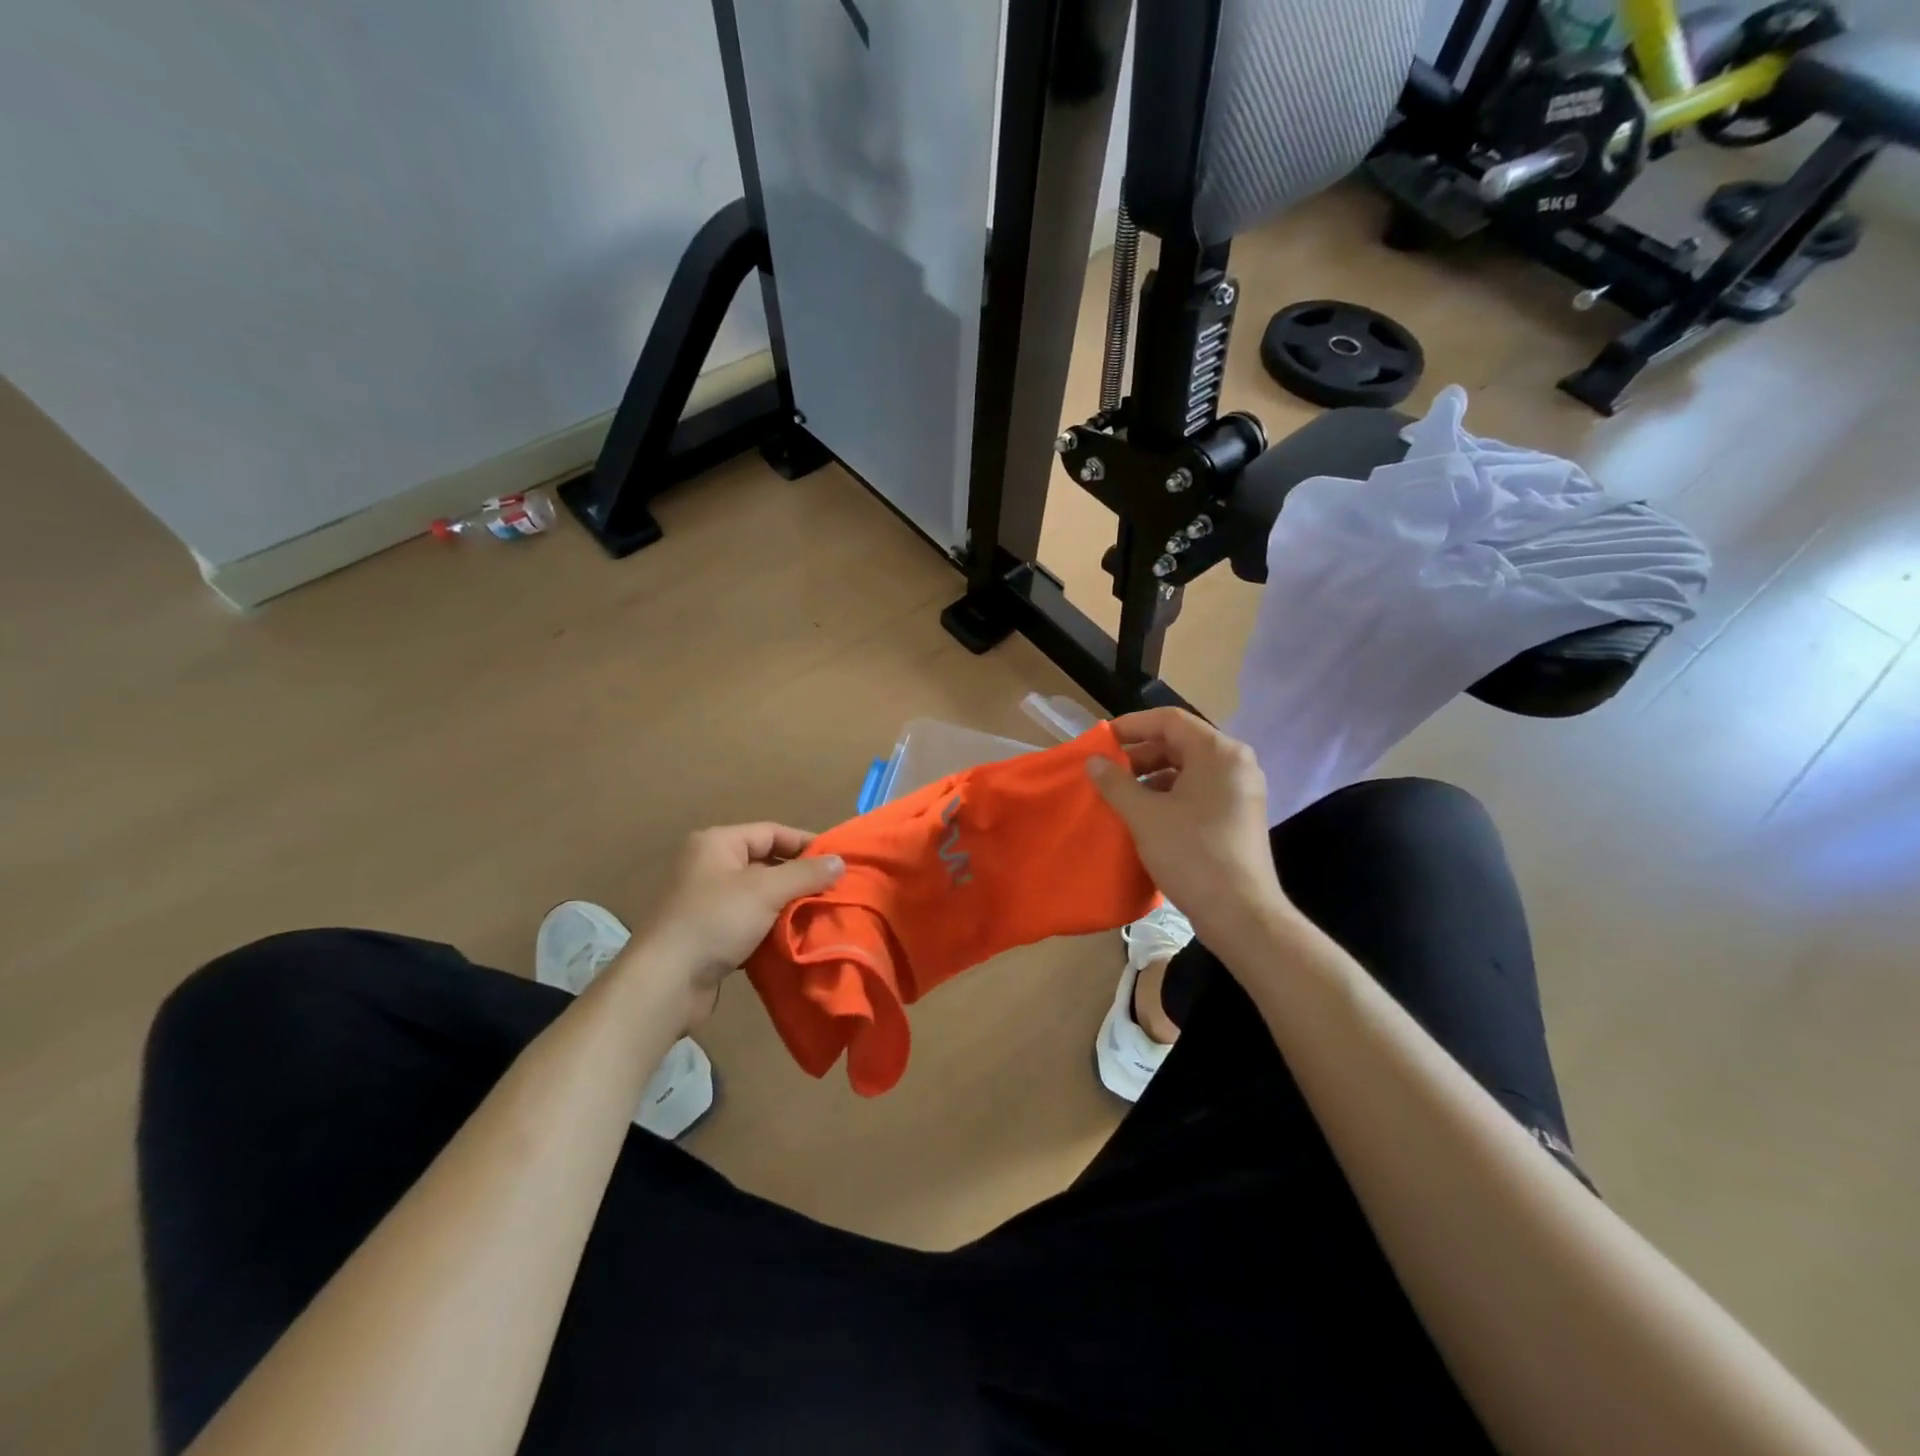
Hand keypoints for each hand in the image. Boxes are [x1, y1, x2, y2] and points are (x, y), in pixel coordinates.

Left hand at [624, 824, 843, 1030]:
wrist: (666, 982)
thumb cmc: (715, 922)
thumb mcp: (766, 891)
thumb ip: (806, 874)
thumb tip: (840, 861)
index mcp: (718, 844)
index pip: (772, 832)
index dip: (806, 843)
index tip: (838, 861)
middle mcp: (710, 866)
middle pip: (767, 863)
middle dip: (800, 877)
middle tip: (835, 890)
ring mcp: (708, 902)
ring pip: (760, 895)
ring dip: (788, 905)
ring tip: (822, 914)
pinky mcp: (710, 933)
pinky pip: (750, 921)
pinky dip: (772, 928)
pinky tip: (796, 938)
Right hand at [1087, 709, 1291, 947]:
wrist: (1241, 914)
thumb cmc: (1192, 854)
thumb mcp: (1145, 815)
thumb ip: (1115, 782)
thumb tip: (1093, 761)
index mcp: (1218, 752)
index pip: (1169, 720)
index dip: (1131, 726)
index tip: (1100, 743)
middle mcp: (1236, 763)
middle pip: (1180, 742)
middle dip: (1140, 754)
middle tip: (1108, 772)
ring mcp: (1241, 791)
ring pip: (1189, 769)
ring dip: (1152, 777)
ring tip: (1122, 796)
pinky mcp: (1239, 816)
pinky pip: (1199, 791)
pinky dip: (1170, 795)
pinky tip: (1146, 816)